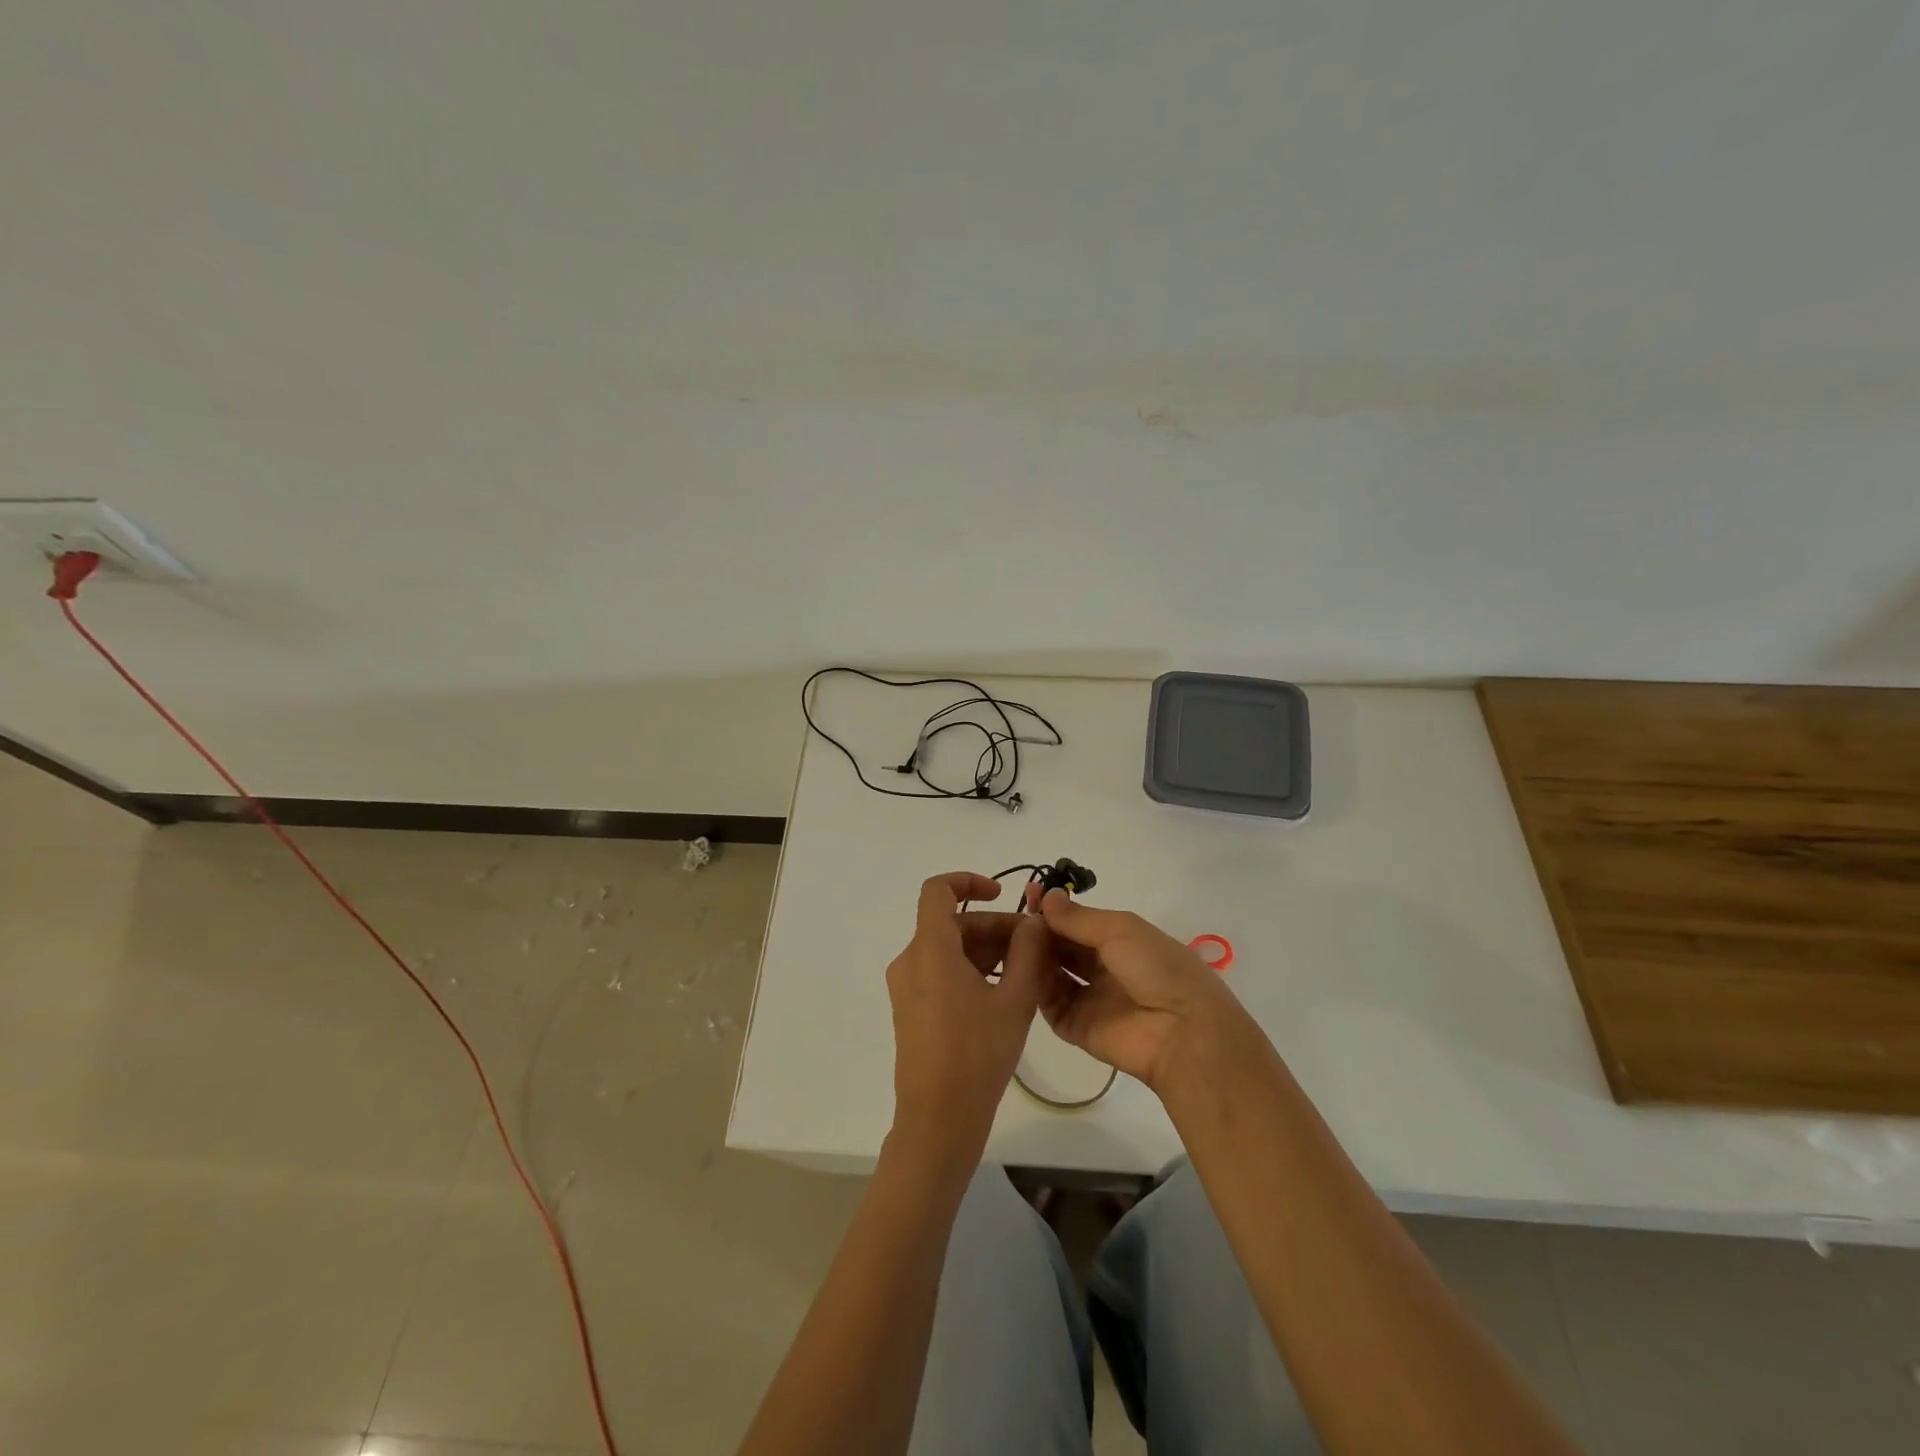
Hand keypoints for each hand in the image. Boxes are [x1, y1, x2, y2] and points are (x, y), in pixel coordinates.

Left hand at [886, 872, 1048, 1156]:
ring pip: (949, 948)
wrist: (938, 1121)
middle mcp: (910, 961)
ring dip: (987, 950)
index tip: (1001, 894)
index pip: (938, 890)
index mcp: (929, 951)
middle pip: (952, 923)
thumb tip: (1035, 921)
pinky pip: (941, 971)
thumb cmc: (976, 1056)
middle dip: (994, 927)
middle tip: (1035, 947)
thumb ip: (1029, 953)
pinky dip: (971, 970)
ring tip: (1027, 973)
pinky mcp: (911, 1008)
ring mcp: (907, 986)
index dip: (969, 880)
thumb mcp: (1015, 1001)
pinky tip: (1003, 993)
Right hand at [1036, 889, 1253, 1093]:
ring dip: (1035, 956)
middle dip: (1041, 931)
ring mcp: (1090, 999)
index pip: (1080, 923)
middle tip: (1015, 918)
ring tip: (1013, 940)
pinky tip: (1019, 968)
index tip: (1029, 894)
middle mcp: (1104, 969)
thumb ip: (1078, 918)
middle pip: (1064, 947)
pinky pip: (1049, 1005)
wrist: (1182, 1032)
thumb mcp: (1120, 930)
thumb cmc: (1158, 969)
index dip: (1055, 910)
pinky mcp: (1077, 1028)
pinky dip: (1034, 986)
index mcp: (1122, 942)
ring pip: (1053, 973)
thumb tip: (1047, 895)